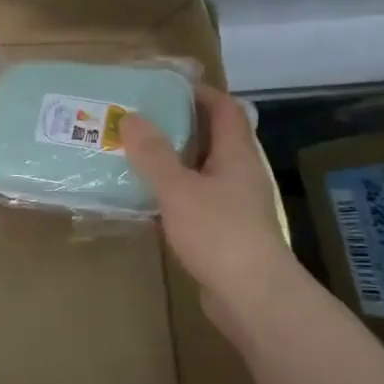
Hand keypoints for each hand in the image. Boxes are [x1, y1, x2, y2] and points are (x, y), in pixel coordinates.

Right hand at [121, 85, 296, 325]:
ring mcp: (236, 205)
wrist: (253, 296)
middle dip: (181, 126)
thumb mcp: (178, 188)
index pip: (225, 108)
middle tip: (141, 121)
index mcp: (236, 154)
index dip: (201, 92)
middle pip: (214, 138)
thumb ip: (153, 154)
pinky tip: (149, 199)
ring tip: (137, 156)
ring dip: (175, 161)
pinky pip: (198, 200)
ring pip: (204, 171)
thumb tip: (131, 117)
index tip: (167, 87)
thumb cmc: (218, 232)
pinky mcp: (226, 232)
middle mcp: (241, 174)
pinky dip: (175, 192)